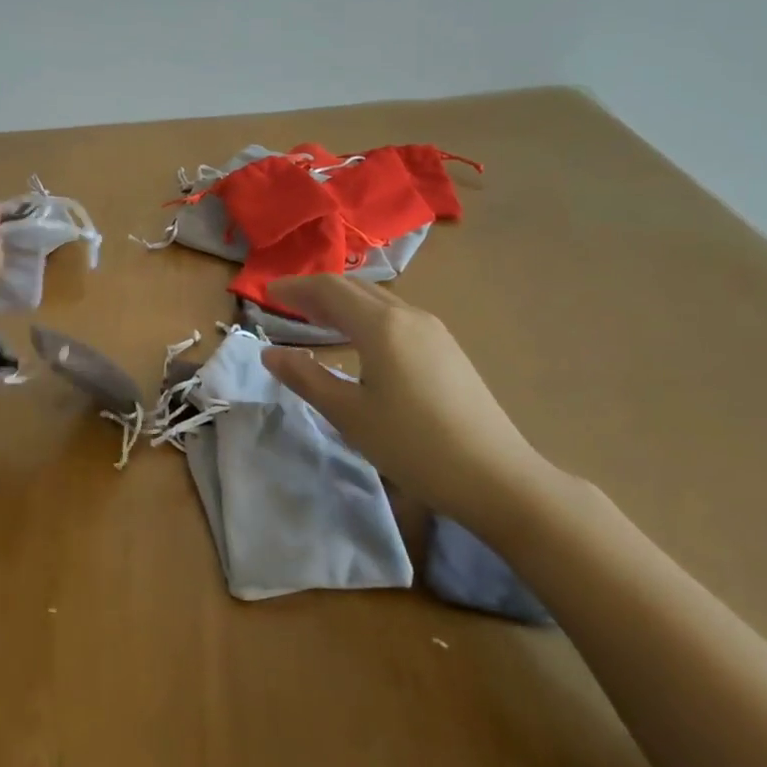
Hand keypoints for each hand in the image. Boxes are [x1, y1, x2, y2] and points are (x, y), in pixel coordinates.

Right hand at [259, 276, 554, 534]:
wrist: (499, 478)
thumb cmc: (415, 446)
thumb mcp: (350, 415)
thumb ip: (306, 377)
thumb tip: (270, 353)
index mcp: (381, 326)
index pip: (329, 289)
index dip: (295, 287)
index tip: (267, 293)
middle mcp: (408, 316)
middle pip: (354, 288)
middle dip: (317, 291)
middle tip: (286, 304)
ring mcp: (433, 331)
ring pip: (378, 301)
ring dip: (343, 303)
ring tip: (317, 319)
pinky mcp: (447, 349)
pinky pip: (395, 316)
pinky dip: (365, 316)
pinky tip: (360, 341)